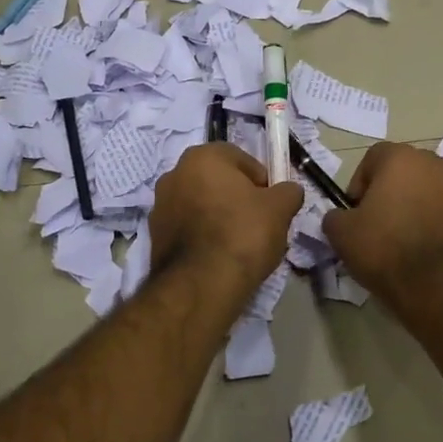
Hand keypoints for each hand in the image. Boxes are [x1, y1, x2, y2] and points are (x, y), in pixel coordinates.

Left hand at [150, 144, 303, 297]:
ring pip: (201, 204)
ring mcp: (160, 205)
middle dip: (238, 198)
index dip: (262, 181)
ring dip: (219, 216)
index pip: (241, 159)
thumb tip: (288, 191)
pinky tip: (219, 257)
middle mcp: (174, 174)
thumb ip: (288, 192)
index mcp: (202, 157)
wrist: (201, 284)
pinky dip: (203, 236)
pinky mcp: (154, 236)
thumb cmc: (243, 234)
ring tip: (240, 244)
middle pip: (218, 181)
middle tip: (258, 223)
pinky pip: (188, 228)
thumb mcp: (280, 209)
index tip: (271, 205)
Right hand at [322, 142, 442, 310]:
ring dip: (421, 206)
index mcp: (401, 159)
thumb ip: (336, 216)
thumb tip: (341, 217)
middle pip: (407, 171)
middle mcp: (436, 164)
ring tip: (411, 241)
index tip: (357, 211)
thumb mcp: (341, 234)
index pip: (374, 157)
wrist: (440, 285)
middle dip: (394, 192)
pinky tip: (435, 252)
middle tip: (383, 225)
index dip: (361, 182)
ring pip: (434, 190)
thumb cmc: (386, 249)